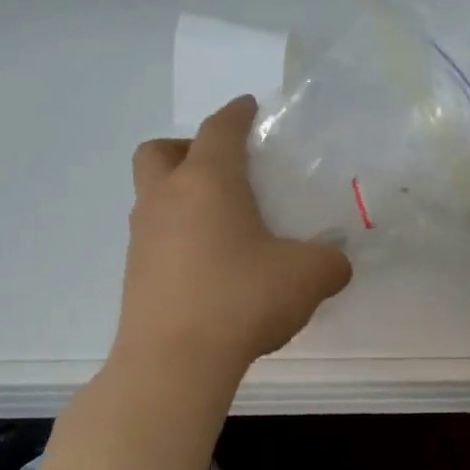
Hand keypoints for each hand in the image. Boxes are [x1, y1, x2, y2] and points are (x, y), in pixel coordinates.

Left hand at [115, 97, 351, 374]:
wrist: (174, 362)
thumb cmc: (241, 299)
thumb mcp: (309, 276)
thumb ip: (331, 260)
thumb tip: (334, 262)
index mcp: (208, 181)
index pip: (219, 129)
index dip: (237, 113)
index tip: (250, 107)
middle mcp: (166, 199)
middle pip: (160, 151)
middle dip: (188, 147)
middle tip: (222, 170)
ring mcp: (143, 237)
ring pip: (153, 195)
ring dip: (181, 194)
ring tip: (224, 224)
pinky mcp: (135, 274)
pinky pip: (155, 237)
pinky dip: (178, 236)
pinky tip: (211, 266)